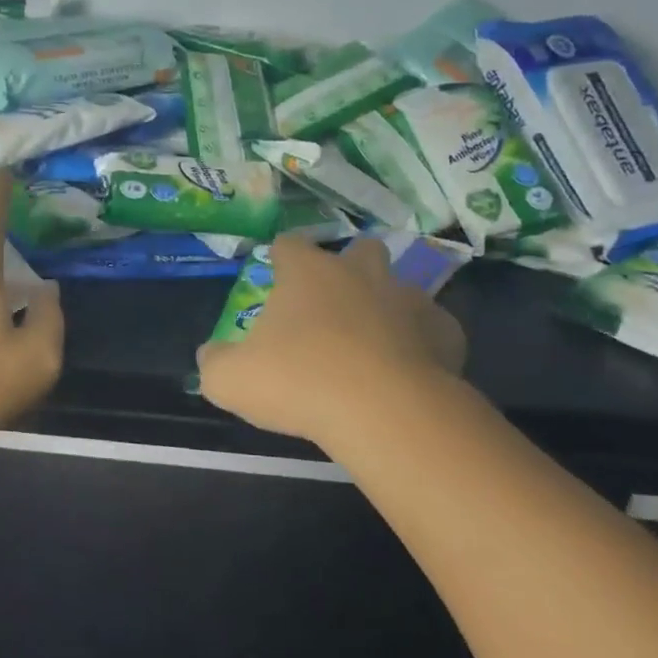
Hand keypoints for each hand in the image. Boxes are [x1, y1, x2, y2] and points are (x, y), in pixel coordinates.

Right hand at [196, 234, 465, 445]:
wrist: (384, 413)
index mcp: (308, 273)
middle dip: (349, 267)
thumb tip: (211, 355)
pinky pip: (432, 328)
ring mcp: (409, 299)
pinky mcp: (445, 332)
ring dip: (387, 305)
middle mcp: (361, 274)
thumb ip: (214, 362)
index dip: (281, 256)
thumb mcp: (230, 379)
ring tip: (374, 342)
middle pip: (359, 249)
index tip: (277, 274)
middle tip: (333, 304)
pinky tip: (409, 370)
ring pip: (400, 287)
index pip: (289, 244)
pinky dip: (421, 343)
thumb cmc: (299, 382)